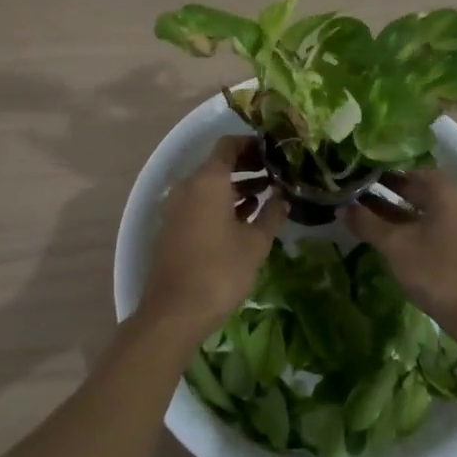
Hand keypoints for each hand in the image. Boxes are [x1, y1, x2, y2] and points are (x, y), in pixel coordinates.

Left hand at [138, 137, 283, 341]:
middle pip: (218, 164)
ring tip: (266, 196)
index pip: (228, 145)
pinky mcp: (173, 227)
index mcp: (208, 180)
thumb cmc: (219, 271)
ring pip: (209, 186)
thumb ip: (272, 215)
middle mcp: (188, 186)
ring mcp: (176, 207)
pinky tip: (244, 218)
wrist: (174, 312)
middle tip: (275, 173)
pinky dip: (221, 204)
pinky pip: (200, 203)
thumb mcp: (255, 243)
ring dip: (235, 187)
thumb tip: (283, 198)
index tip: (273, 151)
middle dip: (247, 166)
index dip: (251, 144)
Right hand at [344, 169, 456, 337]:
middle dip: (382, 190)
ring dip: (391, 210)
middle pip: (412, 187)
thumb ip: (367, 223)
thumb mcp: (395, 245)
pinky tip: (383, 233)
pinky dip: (405, 225)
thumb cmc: (436, 270)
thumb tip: (340, 207)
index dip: (376, 171)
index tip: (352, 173)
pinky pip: (426, 224)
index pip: (403, 168)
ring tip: (359, 211)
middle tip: (350, 190)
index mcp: (443, 188)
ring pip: (418, 208)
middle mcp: (454, 198)